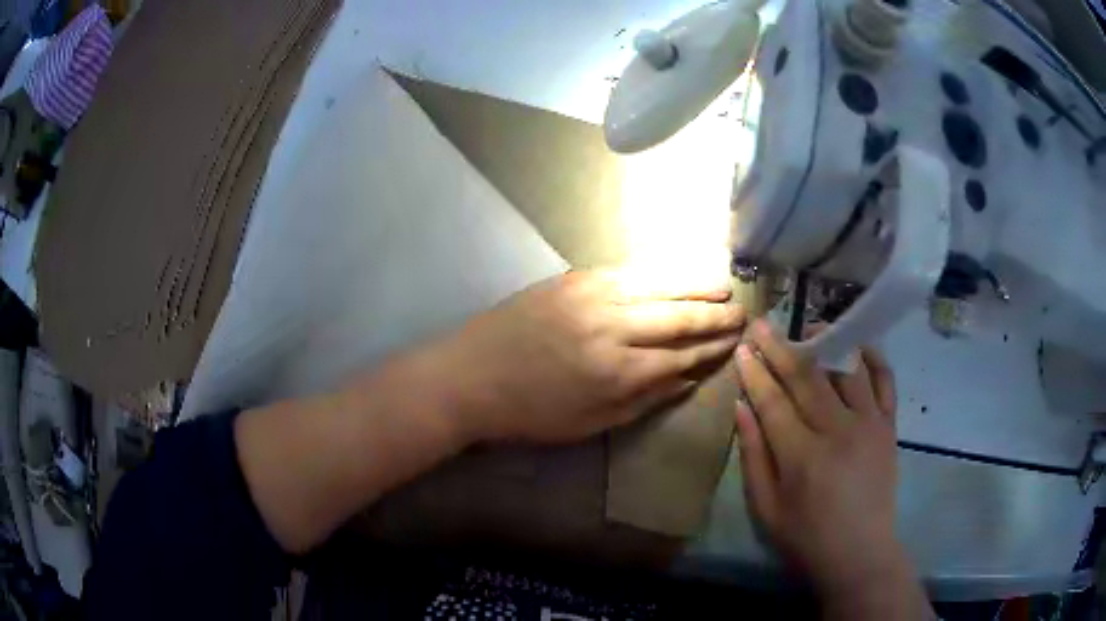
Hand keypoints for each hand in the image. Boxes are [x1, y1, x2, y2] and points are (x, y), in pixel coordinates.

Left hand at [435, 269, 745, 443]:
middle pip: (679, 318)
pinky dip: (658, 273)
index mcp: (620, 374)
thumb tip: (690, 378)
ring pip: (659, 287)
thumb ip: (645, 400)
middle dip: (715, 316)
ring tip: (723, 287)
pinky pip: (628, 271)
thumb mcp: (592, 423)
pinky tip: (676, 273)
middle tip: (741, 312)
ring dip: (696, 287)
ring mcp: (593, 297)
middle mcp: (614, 329)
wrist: (470, 377)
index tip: (735, 342)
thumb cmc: (530, 413)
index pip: (683, 356)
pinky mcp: (573, 279)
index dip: (712, 349)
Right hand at [733, 320, 914, 603]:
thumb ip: (754, 456)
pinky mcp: (889, 427)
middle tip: (765, 324)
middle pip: (807, 377)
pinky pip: (885, 381)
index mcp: (802, 456)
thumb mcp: (766, 508)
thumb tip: (741, 408)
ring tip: (812, 325)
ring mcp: (869, 424)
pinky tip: (860, 345)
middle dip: (782, 348)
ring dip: (828, 342)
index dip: (756, 372)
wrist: (860, 553)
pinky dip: (874, 358)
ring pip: (846, 370)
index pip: (774, 400)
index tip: (744, 348)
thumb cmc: (806, 537)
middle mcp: (838, 430)